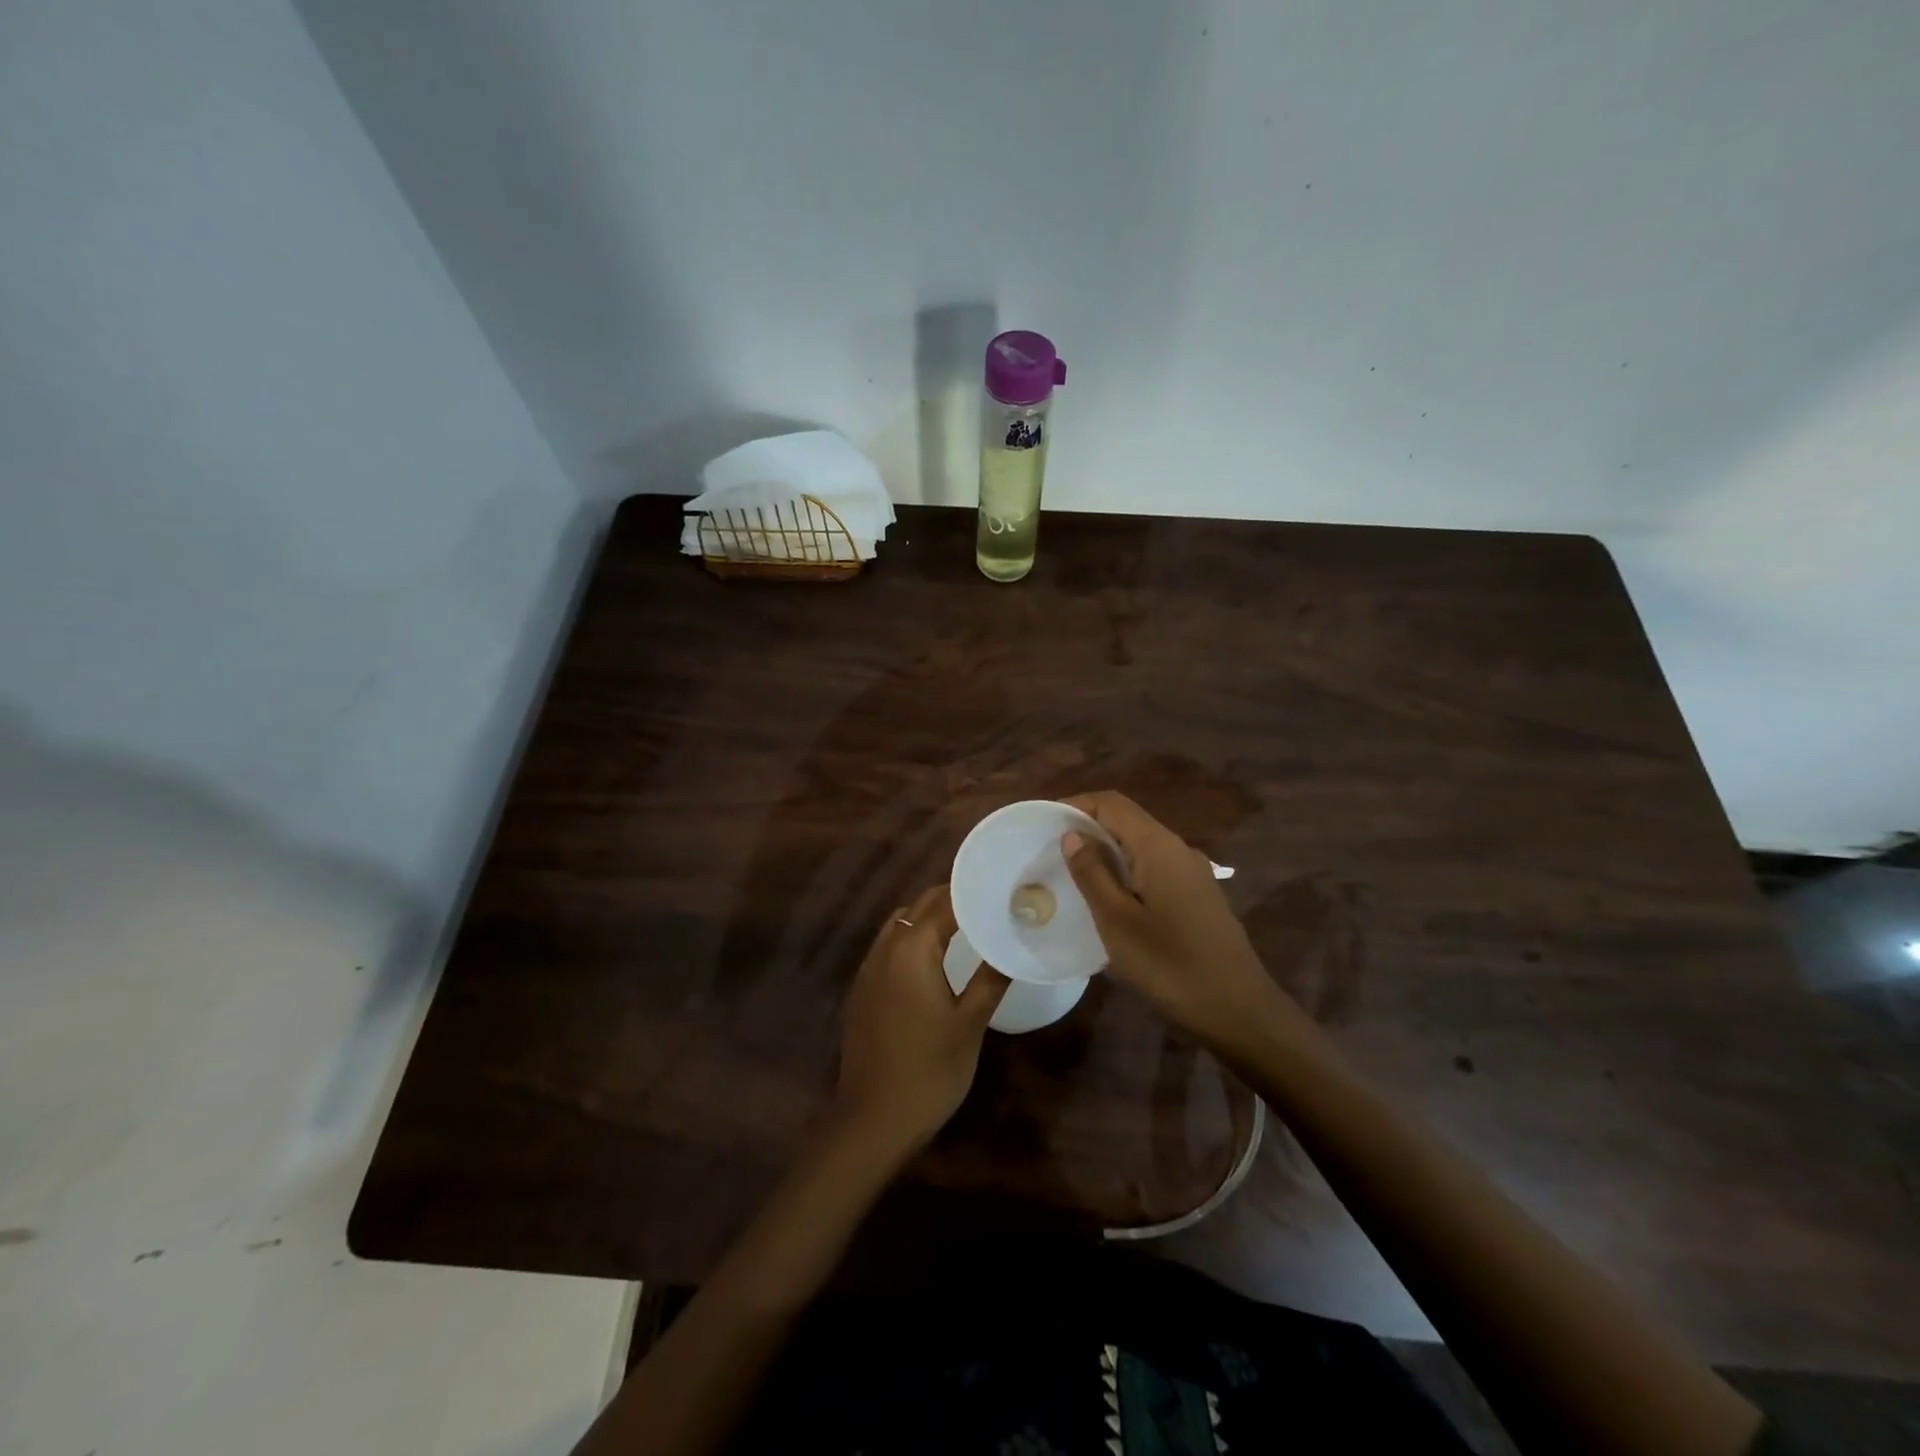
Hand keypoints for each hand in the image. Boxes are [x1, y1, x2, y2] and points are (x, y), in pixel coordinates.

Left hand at [834, 884, 1009, 1157]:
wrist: (873, 1120)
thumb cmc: (929, 1071)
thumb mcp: (970, 1025)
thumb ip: (991, 978)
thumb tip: (1013, 944)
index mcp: (912, 950)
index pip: (944, 902)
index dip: (973, 892)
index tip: (1001, 887)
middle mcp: (886, 949)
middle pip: (920, 907)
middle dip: (952, 900)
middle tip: (990, 904)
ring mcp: (868, 969)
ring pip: (901, 924)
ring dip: (929, 918)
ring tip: (966, 927)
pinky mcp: (862, 990)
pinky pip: (889, 946)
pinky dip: (912, 939)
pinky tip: (934, 960)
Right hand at [1062, 791, 1292, 1046]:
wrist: (1239, 1010)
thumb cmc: (1170, 965)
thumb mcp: (1117, 920)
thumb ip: (1092, 873)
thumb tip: (1073, 835)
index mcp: (1158, 846)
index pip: (1112, 803)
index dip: (1076, 805)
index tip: (1044, 823)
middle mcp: (1178, 849)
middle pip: (1127, 821)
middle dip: (1088, 828)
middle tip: (1052, 852)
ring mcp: (1193, 872)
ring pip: (1141, 846)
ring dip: (1107, 852)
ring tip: (1074, 876)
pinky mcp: (1198, 896)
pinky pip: (1154, 869)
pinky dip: (1126, 872)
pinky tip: (1110, 901)